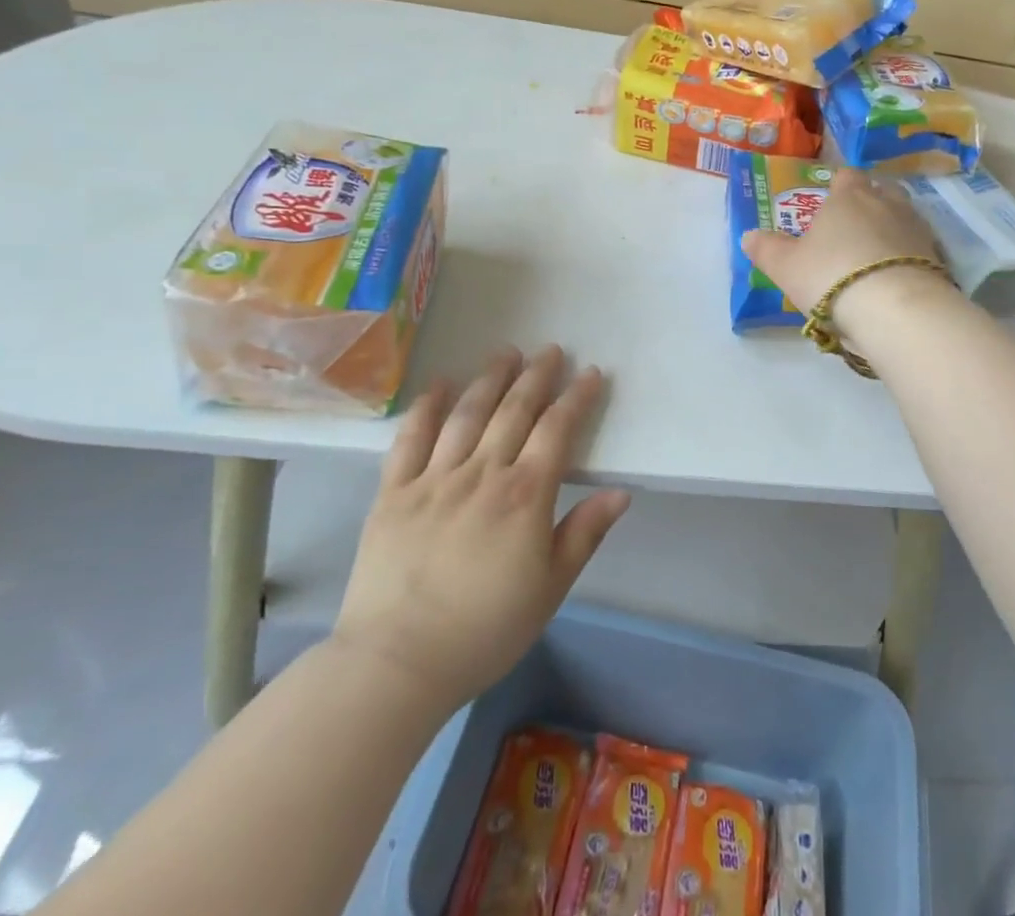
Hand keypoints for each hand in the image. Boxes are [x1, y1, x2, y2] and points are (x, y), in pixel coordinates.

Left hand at [329, 346, 630, 709]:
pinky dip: (426, 407)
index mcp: (525, 495)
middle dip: (536, 376)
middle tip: (549, 350)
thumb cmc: (484, 631)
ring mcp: (434, 479)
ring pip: (467, 414)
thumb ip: (584, 534)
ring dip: (489, 379)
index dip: (576, 398)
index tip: (590, 374)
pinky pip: (410, 439)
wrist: (396, 664)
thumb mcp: (550, 589)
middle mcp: (482, 474)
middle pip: (514, 411)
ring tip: (505, 352)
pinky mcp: (393, 492)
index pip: (557, 430)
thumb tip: (621, 492)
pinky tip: (439, 384)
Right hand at [740, 167, 949, 331]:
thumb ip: (766, 249)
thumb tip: (749, 235)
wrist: (896, 309)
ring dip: (892, 229)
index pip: (846, 175)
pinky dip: (909, 256)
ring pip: (904, 217)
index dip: (838, 185)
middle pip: (881, 190)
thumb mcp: (786, 267)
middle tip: (853, 226)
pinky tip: (896, 276)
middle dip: (870, 202)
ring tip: (875, 254)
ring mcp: (917, 229)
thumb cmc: (832, 276)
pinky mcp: (938, 257)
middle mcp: (886, 203)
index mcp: (848, 197)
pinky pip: (920, 248)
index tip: (828, 201)